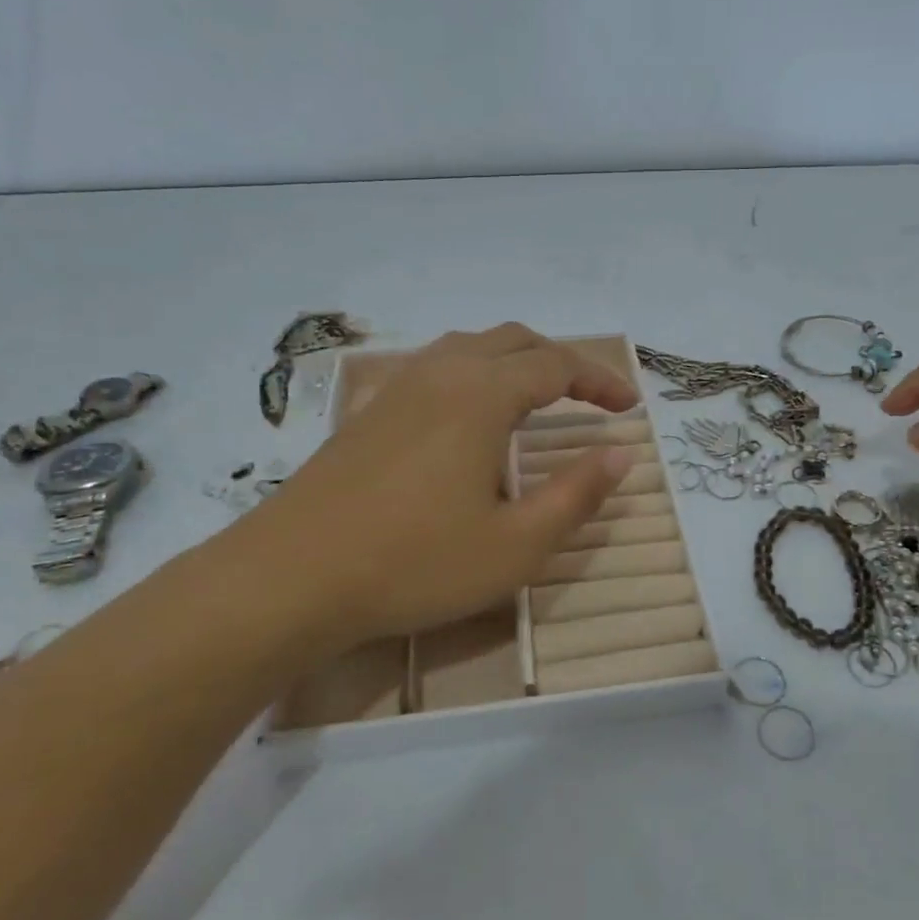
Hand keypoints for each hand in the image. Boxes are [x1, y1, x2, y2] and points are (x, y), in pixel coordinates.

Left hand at [223, 324, 637, 647]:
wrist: (290, 578)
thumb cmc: (414, 563)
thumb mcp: (515, 545)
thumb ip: (575, 495)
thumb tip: (620, 455)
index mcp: (482, 394)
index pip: (557, 366)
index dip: (599, 381)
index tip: (628, 408)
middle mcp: (442, 373)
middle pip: (515, 341)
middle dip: (562, 362)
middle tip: (592, 398)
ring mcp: (399, 388)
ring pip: (471, 347)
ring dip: (516, 360)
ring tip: (538, 397)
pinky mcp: (370, 411)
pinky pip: (437, 366)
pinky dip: (475, 372)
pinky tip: (470, 414)